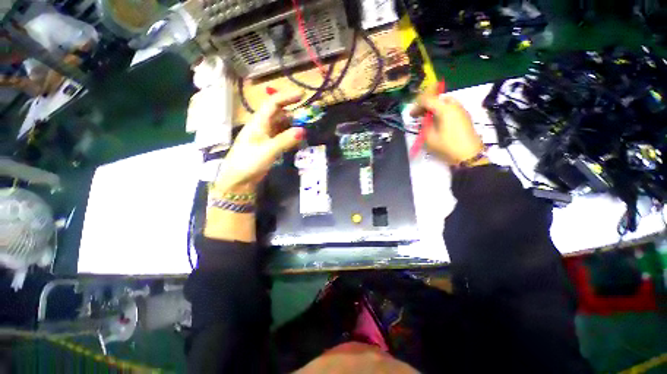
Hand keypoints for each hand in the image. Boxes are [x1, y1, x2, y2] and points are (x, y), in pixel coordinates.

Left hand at [215, 91, 305, 192]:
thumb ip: (286, 140)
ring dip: (292, 126)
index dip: (287, 97)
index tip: (302, 95)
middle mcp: (262, 126)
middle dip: (293, 113)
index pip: (273, 103)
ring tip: (305, 130)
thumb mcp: (268, 150)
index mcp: (258, 122)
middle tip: (308, 119)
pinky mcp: (268, 146)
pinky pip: (281, 136)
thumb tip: (303, 130)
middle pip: (279, 114)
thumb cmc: (249, 162)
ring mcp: (265, 136)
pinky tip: (297, 141)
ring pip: (281, 125)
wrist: (238, 180)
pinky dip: (289, 136)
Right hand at [410, 87, 484, 165]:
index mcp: (444, 109)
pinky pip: (452, 108)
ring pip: (446, 103)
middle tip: (420, 115)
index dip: (417, 106)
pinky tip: (439, 122)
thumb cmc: (447, 146)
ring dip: (435, 108)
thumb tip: (424, 120)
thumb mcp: (429, 137)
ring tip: (429, 119)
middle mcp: (454, 106)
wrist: (469, 155)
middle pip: (438, 99)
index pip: (428, 100)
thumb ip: (424, 125)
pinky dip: (443, 111)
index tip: (411, 115)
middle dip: (427, 105)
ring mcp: (461, 111)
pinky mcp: (465, 117)